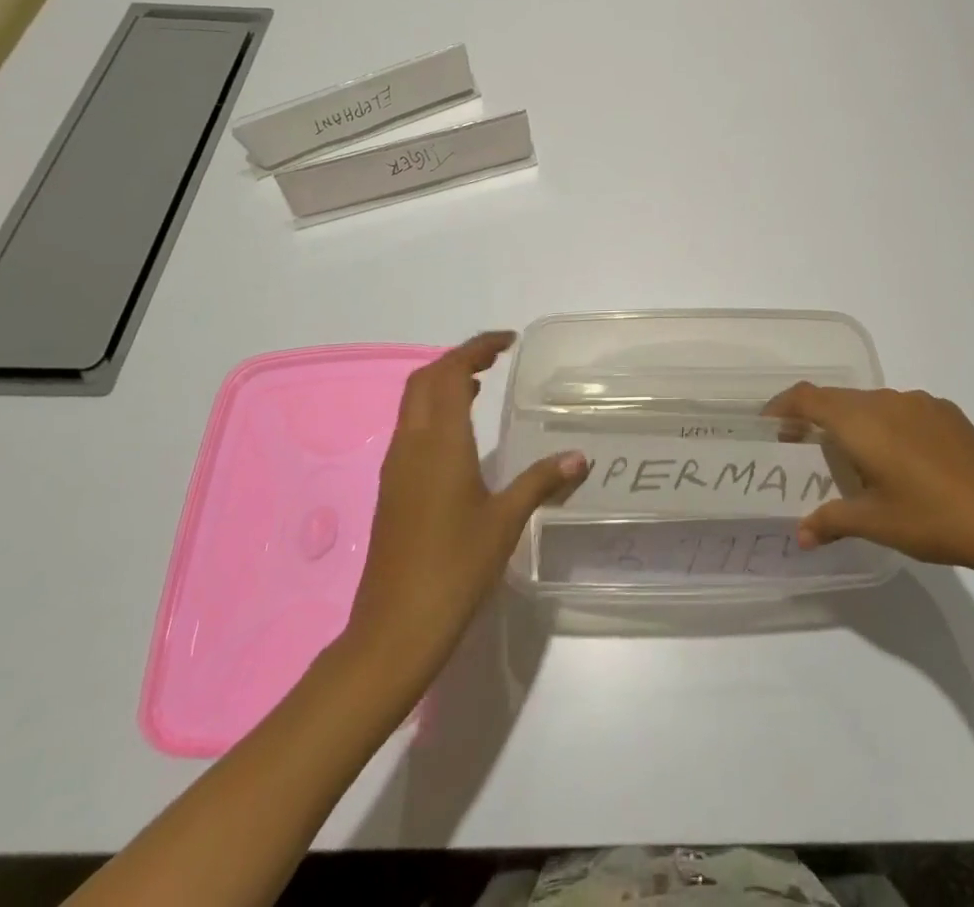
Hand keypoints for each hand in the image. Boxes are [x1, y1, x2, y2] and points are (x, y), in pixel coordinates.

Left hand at [342, 332, 585, 687]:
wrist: (393, 630)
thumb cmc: (454, 568)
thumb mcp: (505, 520)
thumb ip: (542, 481)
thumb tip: (580, 457)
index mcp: (439, 442)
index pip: (449, 372)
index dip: (476, 348)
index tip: (508, 341)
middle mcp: (411, 445)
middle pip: (425, 380)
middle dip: (457, 360)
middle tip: (495, 358)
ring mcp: (396, 468)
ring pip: (414, 404)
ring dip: (443, 384)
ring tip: (481, 384)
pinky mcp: (392, 490)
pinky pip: (412, 429)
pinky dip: (436, 412)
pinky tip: (462, 435)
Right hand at [764, 383, 973, 579]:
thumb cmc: (932, 519)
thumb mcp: (876, 524)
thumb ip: (832, 521)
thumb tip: (800, 535)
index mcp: (862, 421)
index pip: (809, 398)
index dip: (783, 405)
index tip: (768, 423)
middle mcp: (887, 400)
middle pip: (839, 399)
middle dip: (816, 418)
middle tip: (803, 448)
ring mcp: (920, 403)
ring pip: (872, 403)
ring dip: (853, 422)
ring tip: (853, 458)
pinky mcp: (947, 413)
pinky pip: (901, 409)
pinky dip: (885, 425)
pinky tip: (901, 460)